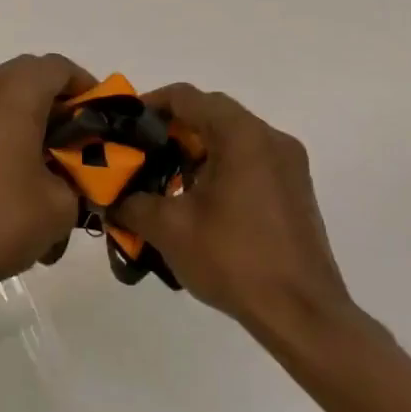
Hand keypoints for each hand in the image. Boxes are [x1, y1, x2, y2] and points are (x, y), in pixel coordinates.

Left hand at [0, 54, 95, 303]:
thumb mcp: (61, 203)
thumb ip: (80, 173)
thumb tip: (73, 169)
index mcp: (12, 92)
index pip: (58, 67)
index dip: (87, 87)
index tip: (101, 119)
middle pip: (28, 77)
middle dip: (57, 102)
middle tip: (78, 139)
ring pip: (1, 96)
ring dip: (28, 116)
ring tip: (47, 159)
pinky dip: (1, 130)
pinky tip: (13, 170)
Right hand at [110, 84, 355, 340]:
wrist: (302, 314)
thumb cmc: (233, 260)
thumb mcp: (168, 229)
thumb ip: (129, 203)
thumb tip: (108, 198)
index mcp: (241, 135)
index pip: (186, 97)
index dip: (148, 105)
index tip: (122, 128)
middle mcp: (270, 138)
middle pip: (210, 113)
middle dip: (171, 130)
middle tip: (140, 155)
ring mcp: (289, 163)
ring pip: (231, 137)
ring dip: (195, 150)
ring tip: (164, 181)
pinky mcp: (295, 188)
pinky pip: (249, 159)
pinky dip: (219, 166)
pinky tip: (198, 201)